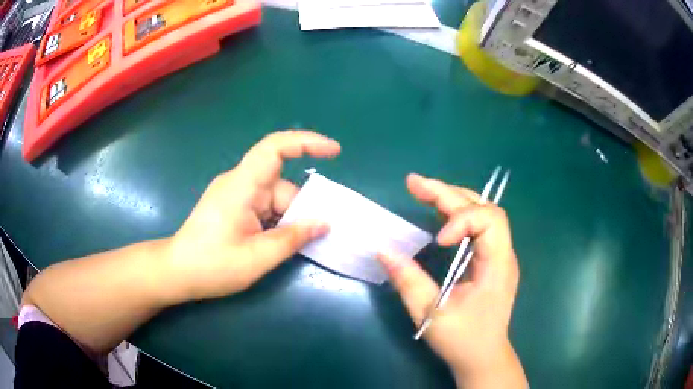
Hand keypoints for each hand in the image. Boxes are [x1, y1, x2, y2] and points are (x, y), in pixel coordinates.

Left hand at [165, 130, 340, 301]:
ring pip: (274, 199)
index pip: (275, 148)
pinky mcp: (233, 205)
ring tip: (287, 248)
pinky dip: (276, 223)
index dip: (306, 142)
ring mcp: (235, 194)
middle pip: (281, 185)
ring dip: (286, 221)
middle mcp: (239, 183)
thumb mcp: (257, 257)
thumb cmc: (212, 265)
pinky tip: (275, 244)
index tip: (335, 152)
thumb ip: (293, 238)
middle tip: (312, 238)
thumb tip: (324, 223)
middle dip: (299, 210)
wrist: (177, 272)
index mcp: (241, 186)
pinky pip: (264, 206)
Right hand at [377, 174, 525, 387]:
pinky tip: (437, 210)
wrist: (483, 357)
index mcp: (498, 266)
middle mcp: (503, 254)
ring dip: (452, 198)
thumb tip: (383, 250)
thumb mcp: (431, 314)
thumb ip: (408, 280)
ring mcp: (499, 256)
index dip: (462, 219)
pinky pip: (477, 227)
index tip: (437, 241)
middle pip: (484, 208)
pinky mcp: (490, 260)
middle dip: (448, 193)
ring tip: (422, 189)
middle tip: (414, 183)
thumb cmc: (462, 340)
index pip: (491, 220)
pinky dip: (456, 215)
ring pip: (482, 213)